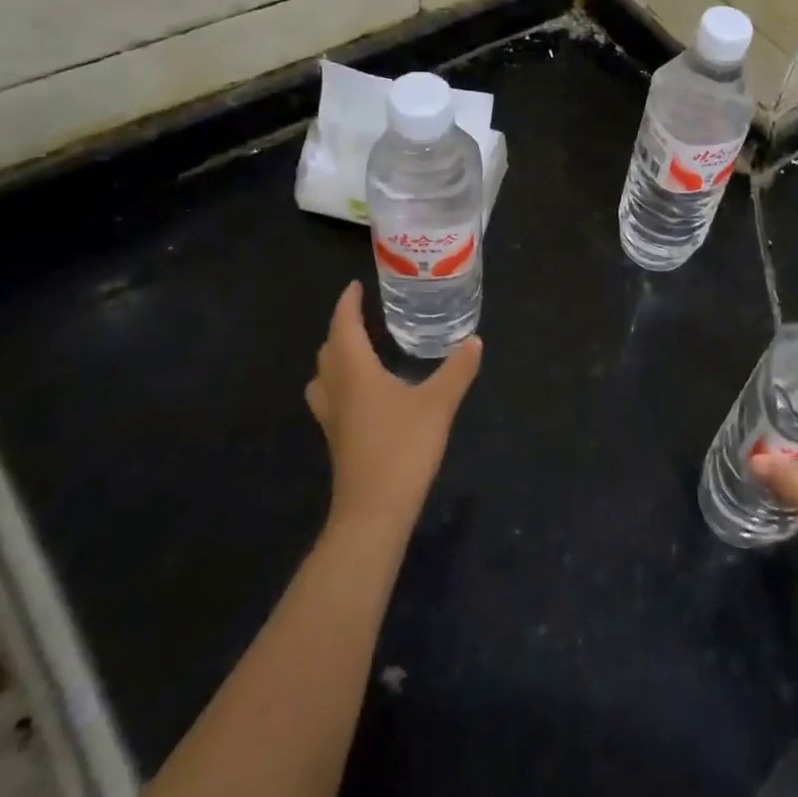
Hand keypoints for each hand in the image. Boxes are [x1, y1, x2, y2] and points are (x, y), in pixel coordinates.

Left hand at [305, 281, 481, 536]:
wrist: (374, 511)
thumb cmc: (403, 448)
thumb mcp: (439, 404)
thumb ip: (457, 370)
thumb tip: (474, 340)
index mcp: (355, 372)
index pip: (343, 326)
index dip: (347, 304)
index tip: (355, 286)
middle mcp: (337, 389)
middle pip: (328, 350)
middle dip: (341, 328)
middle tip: (363, 315)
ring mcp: (332, 417)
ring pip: (323, 376)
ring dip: (335, 357)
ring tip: (358, 350)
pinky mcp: (337, 439)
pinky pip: (330, 397)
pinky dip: (341, 382)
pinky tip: (366, 393)